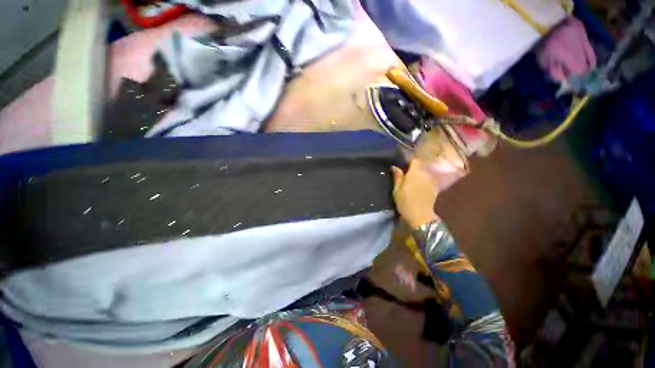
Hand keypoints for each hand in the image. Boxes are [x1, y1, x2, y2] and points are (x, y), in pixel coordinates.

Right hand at [391, 159, 439, 228]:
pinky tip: (416, 186)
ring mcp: (430, 181)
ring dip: (417, 174)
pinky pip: (427, 179)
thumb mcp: (397, 189)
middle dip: (412, 167)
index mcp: (415, 172)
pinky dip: (422, 180)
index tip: (402, 164)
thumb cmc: (405, 201)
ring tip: (409, 178)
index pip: (414, 160)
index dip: (408, 160)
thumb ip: (397, 176)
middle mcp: (425, 174)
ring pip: (424, 173)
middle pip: (420, 166)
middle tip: (404, 171)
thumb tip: (394, 167)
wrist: (420, 216)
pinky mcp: (433, 188)